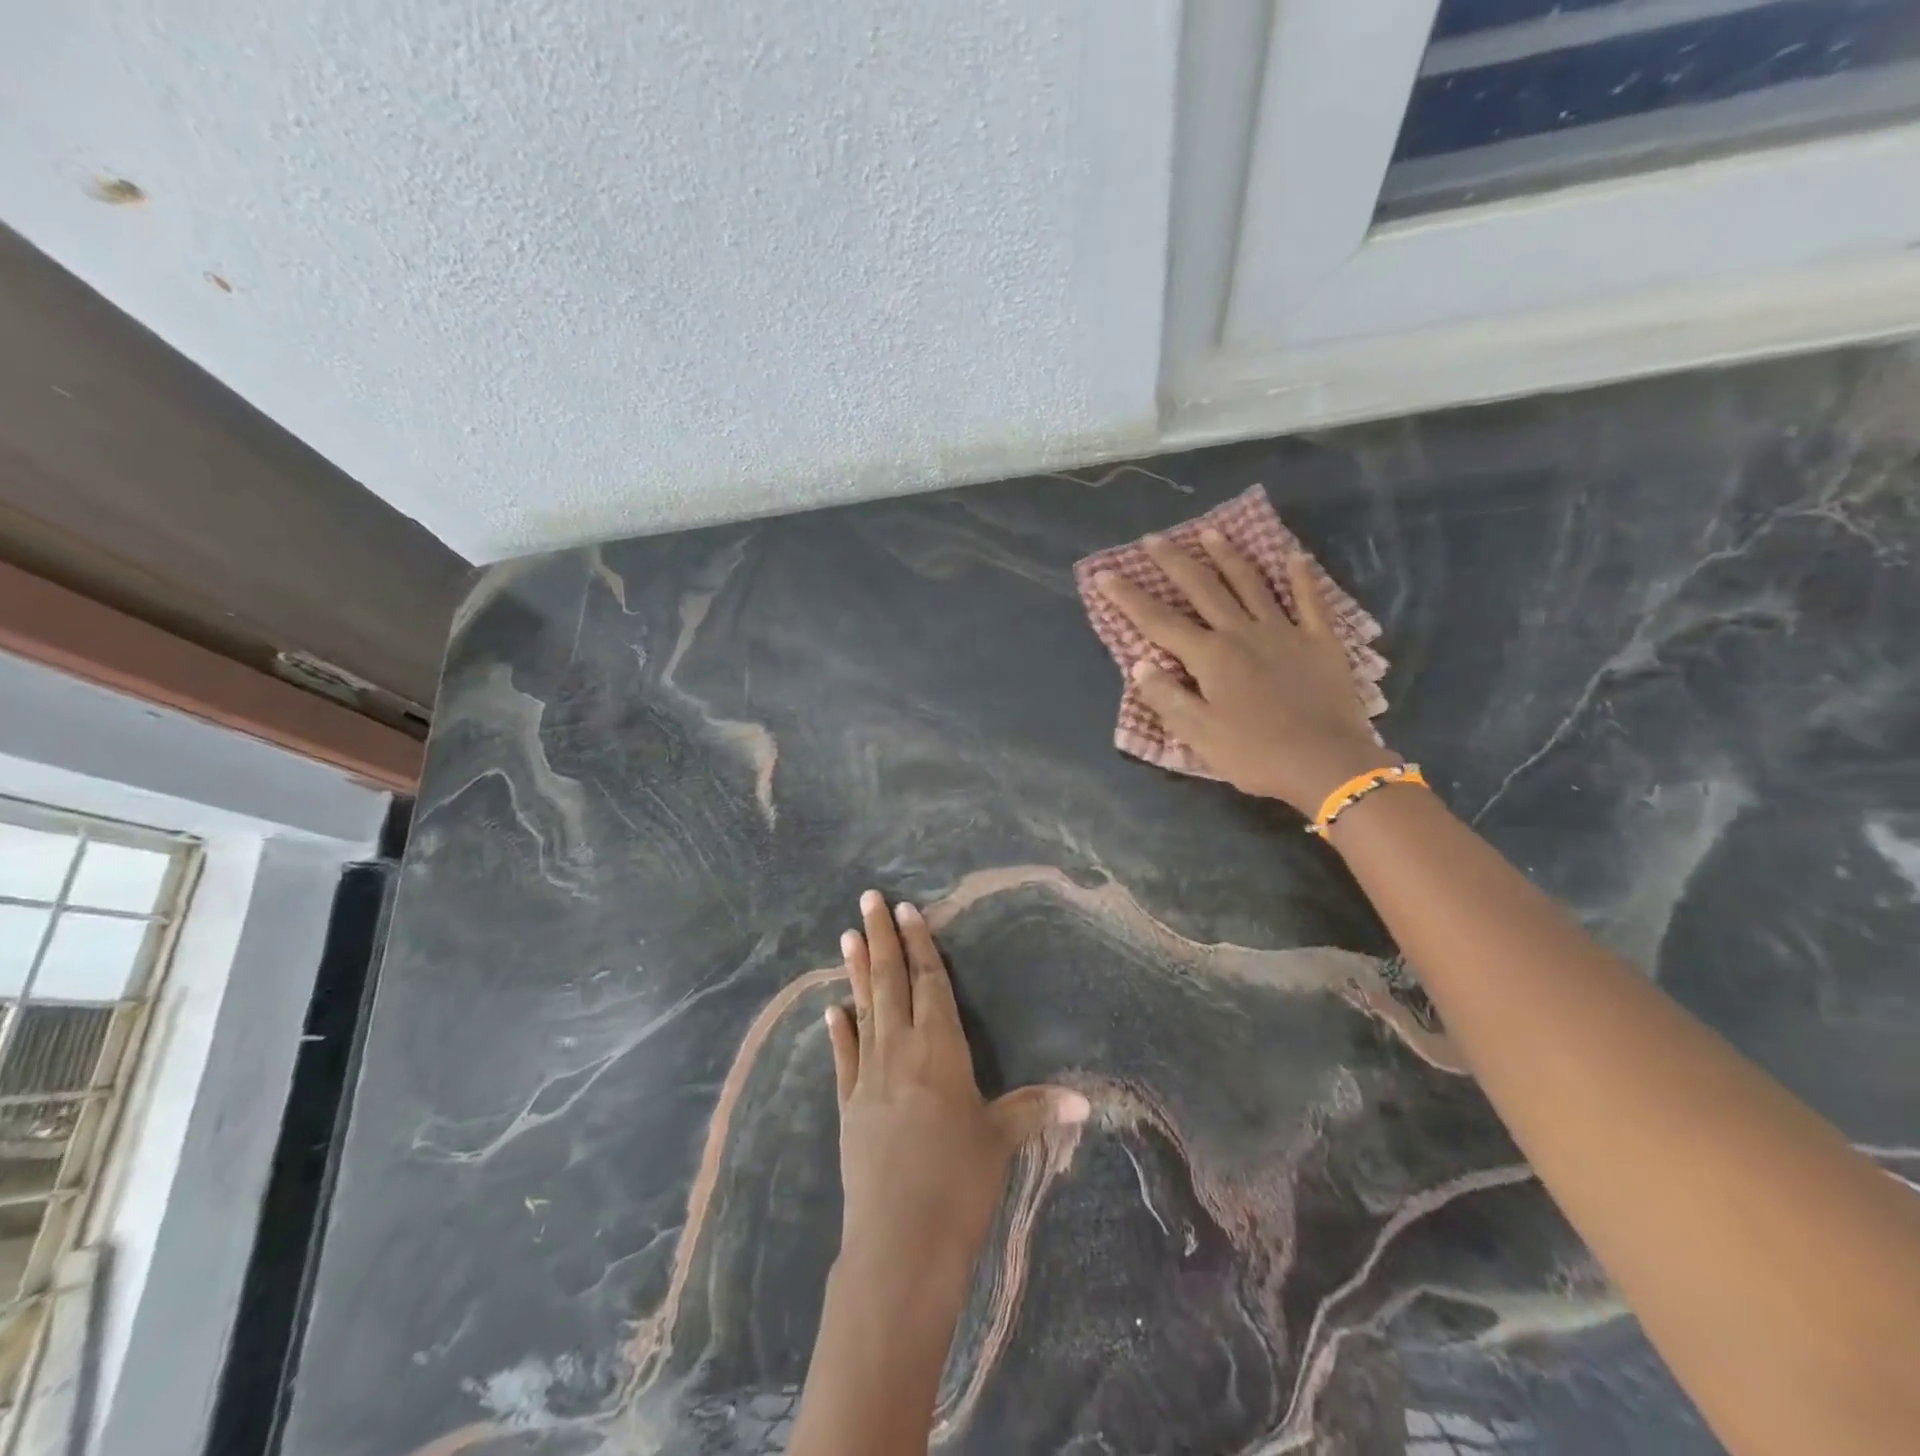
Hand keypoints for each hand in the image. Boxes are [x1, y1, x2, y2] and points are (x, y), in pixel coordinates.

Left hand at [826, 891, 1090, 1287]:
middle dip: (881, 938)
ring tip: (847, 934)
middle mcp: (901, 1050)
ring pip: (864, 1009)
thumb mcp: (1001, 1141)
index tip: (907, 910)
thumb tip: (1086, 1100)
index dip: (920, 944)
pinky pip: (843, 1057)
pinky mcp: (848, 1106)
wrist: (899, 1243)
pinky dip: (838, 1032)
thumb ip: (1035, 1109)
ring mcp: (869, 1076)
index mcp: (941, 1049)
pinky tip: (831, 1011)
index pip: (930, 982)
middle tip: (868, 899)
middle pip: (890, 982)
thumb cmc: (959, 1184)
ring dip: (855, 971)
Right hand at [1095, 530, 1397, 815]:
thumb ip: (1167, 697)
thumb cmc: (1255, 753)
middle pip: (1203, 589)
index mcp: (1210, 656)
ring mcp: (1284, 632)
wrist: (1327, 763)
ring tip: (1210, 532)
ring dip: (1228, 556)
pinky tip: (1293, 555)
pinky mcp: (1319, 641)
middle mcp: (1242, 632)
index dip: (1129, 597)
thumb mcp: (1198, 734)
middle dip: (1174, 562)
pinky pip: (1309, 600)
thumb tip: (1140, 664)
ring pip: (1251, 584)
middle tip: (1154, 538)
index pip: (1159, 621)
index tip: (1105, 574)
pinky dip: (1300, 576)